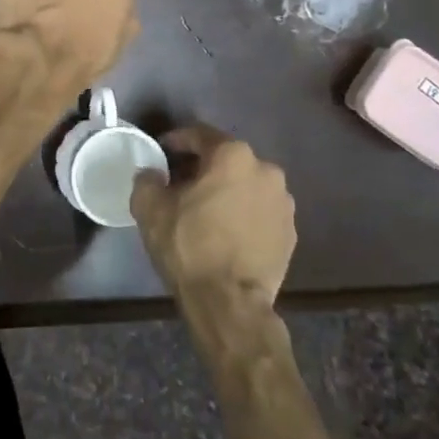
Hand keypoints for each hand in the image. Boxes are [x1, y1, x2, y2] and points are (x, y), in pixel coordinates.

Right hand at [131, 126, 295, 310]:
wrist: (230, 302)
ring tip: (204, 211)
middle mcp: (266, 170)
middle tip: (179, 184)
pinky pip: (259, 211)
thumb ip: (147, 179)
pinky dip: (243, 214)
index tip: (161, 152)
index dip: (176, 141)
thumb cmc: (188, 246)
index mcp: (233, 156)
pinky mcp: (291, 232)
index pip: (200, 135)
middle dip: (203, 168)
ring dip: (226, 191)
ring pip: (246, 185)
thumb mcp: (150, 208)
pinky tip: (225, 232)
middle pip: (226, 159)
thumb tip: (153, 173)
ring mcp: (283, 203)